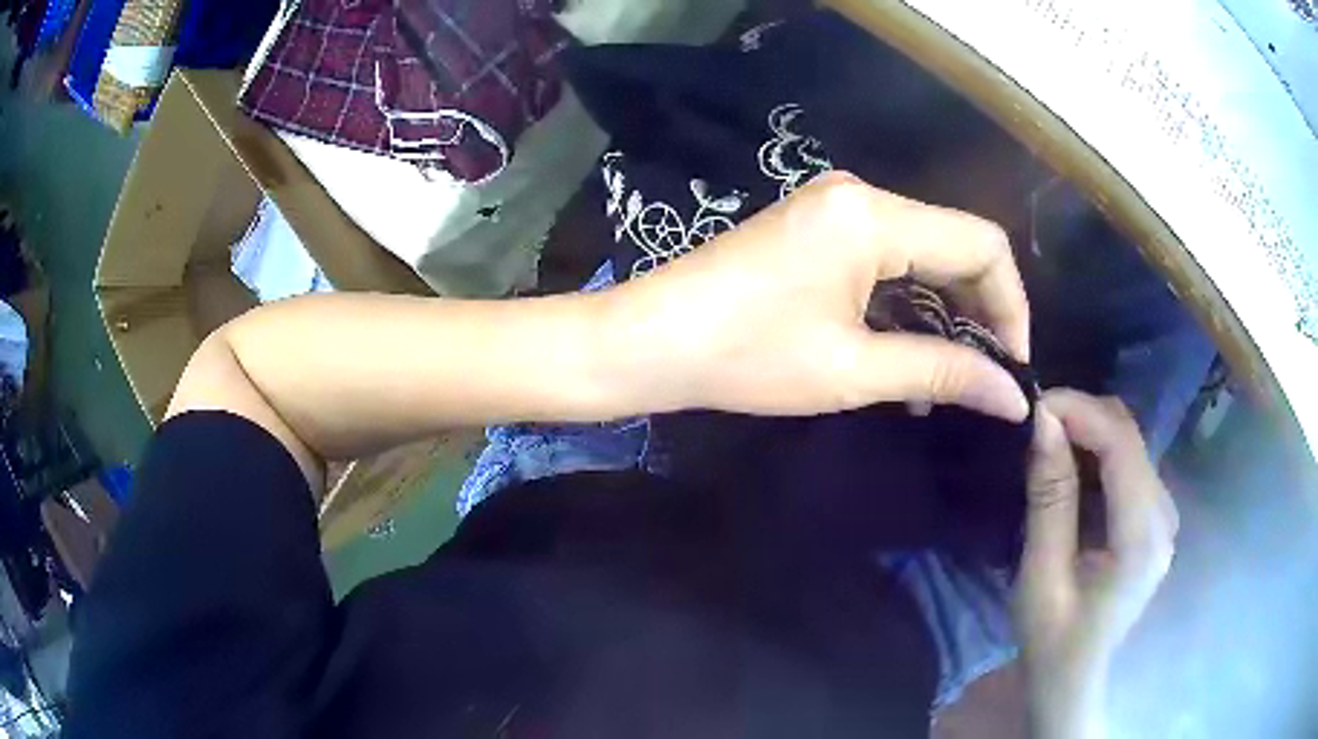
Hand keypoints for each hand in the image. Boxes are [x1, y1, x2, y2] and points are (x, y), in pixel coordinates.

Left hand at [603, 172, 1031, 420]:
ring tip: (951, 380)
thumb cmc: (745, 356)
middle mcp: (860, 196)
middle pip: (954, 245)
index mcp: (874, 215)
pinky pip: (886, 260)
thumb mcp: (854, 369)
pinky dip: (907, 305)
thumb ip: (943, 372)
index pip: (981, 244)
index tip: (1015, 366)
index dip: (1012, 305)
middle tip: (989, 377)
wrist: (647, 341)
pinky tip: (911, 357)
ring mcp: (834, 209)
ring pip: (922, 255)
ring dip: (944, 313)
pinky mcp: (816, 230)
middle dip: (981, 311)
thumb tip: (1012, 398)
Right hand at [1015, 390, 1178, 736]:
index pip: (1121, 442)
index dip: (1079, 410)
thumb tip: (1042, 422)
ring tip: (1045, 447)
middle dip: (1081, 416)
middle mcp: (1164, 513)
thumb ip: (1050, 499)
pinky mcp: (1153, 517)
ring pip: (1129, 443)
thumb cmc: (1054, 642)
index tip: (1033, 404)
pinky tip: (1068, 473)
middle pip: (1129, 434)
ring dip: (1087, 434)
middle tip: (1033, 426)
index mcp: (1142, 535)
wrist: (1076, 681)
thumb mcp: (1042, 577)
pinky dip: (1096, 455)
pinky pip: (1127, 464)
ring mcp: (1163, 514)